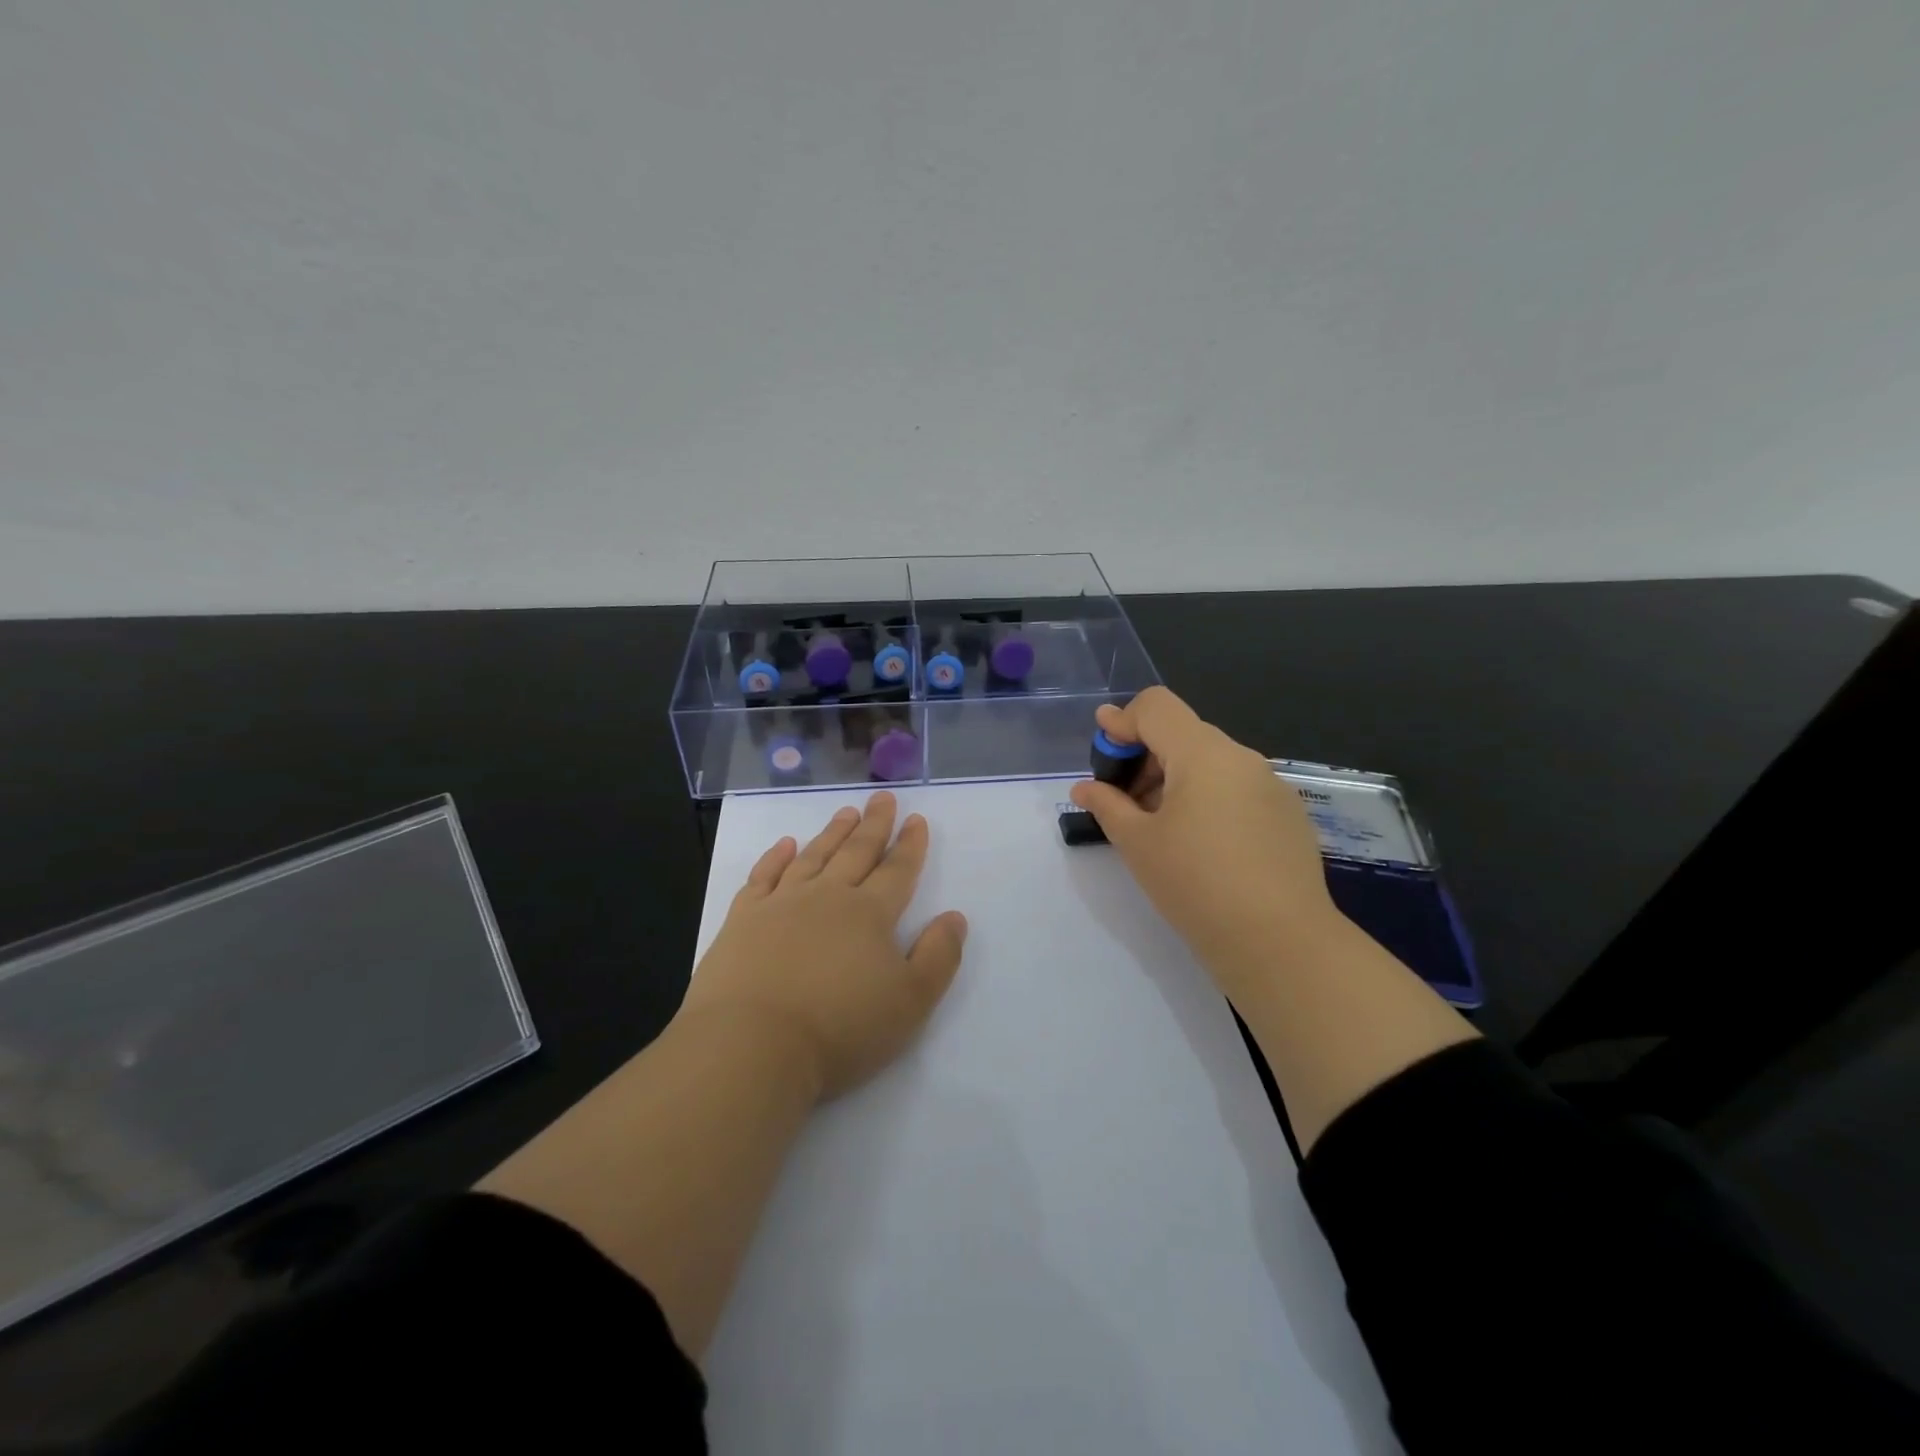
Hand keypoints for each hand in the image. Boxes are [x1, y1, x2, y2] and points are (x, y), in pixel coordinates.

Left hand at [679, 790, 968, 1103]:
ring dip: (832, 833)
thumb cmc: (840, 1028)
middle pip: (856, 852)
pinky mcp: (742, 920)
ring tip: (845, 812)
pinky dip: (775, 857)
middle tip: (883, 797)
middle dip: (874, 824)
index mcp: (870, 914)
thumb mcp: (911, 1002)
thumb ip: (939, 956)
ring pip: (813, 857)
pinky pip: (762, 877)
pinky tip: (785, 845)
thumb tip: (954, 916)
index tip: (916, 819)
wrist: (752, 1045)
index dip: (910, 845)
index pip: (897, 870)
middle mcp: (827, 897)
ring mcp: (781, 904)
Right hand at [1069, 687, 1342, 995]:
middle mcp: (1242, 757)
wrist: (1279, 942)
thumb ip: (1107, 805)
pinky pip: (1238, 788)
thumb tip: (1085, 788)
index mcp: (1203, 754)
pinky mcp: (1288, 814)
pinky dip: (1209, 798)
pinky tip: (1202, 845)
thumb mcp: (1138, 843)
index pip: (1156, 707)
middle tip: (1124, 801)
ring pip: (1212, 762)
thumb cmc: (1196, 884)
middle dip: (1146, 756)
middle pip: (1183, 733)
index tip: (1103, 749)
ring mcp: (1271, 785)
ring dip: (1176, 779)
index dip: (1123, 720)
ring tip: (1160, 827)